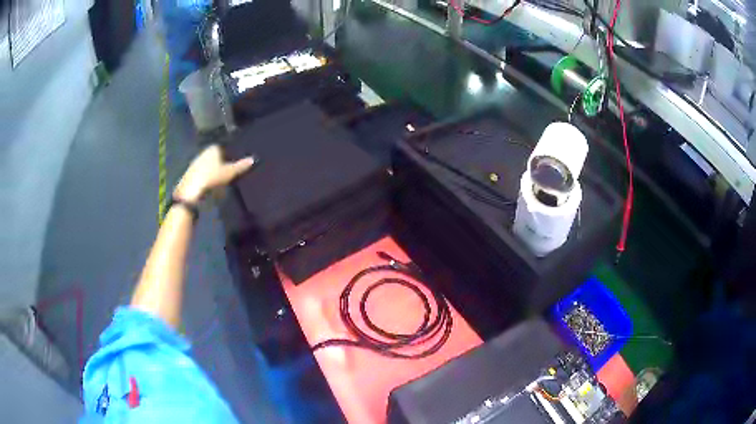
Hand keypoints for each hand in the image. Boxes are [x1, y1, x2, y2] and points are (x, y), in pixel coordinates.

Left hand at [174, 145, 254, 202]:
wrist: (191, 192)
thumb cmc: (212, 178)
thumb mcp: (230, 173)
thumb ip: (241, 166)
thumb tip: (253, 159)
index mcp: (213, 148)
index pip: (223, 149)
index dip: (228, 157)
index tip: (232, 167)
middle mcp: (203, 152)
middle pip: (214, 157)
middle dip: (219, 164)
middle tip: (226, 175)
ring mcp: (194, 163)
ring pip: (206, 165)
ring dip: (211, 172)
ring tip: (217, 183)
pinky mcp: (189, 174)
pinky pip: (200, 174)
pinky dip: (204, 179)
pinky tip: (207, 187)